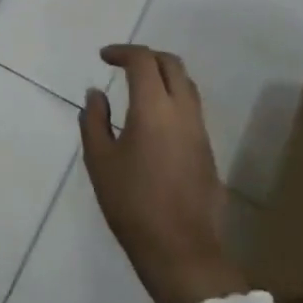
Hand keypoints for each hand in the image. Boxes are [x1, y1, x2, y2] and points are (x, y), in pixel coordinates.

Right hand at [80, 44, 246, 302]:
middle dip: (146, 57)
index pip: (143, 61)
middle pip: (172, 64)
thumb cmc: (132, 204)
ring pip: (187, 85)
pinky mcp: (208, 151)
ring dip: (163, 76)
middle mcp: (183, 111)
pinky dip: (172, 98)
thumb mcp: (100, 161)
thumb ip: (94, 121)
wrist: (181, 250)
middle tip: (122, 65)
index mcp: (154, 108)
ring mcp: (200, 131)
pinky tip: (153, 119)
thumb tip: (95, 94)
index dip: (122, 52)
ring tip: (138, 88)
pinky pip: (191, 108)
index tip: (103, 57)